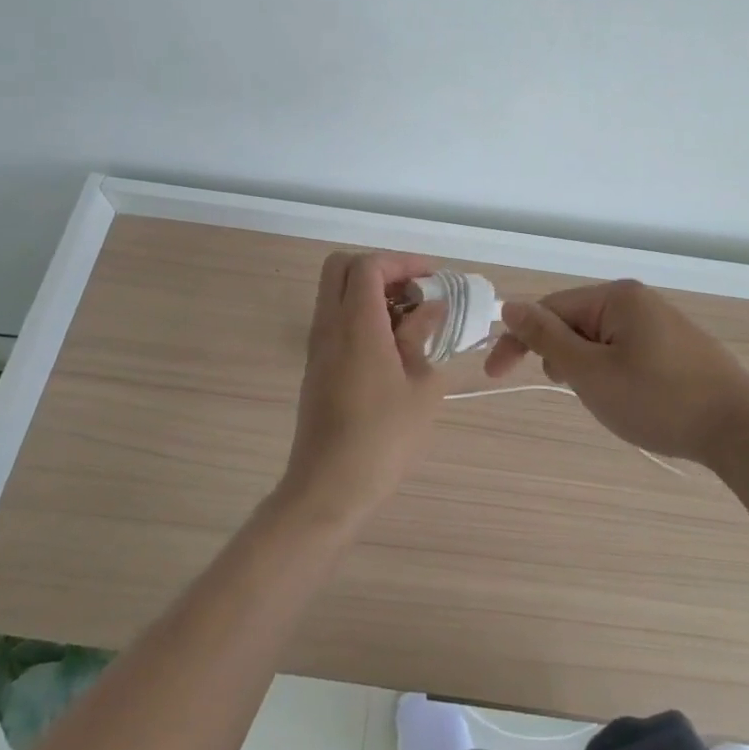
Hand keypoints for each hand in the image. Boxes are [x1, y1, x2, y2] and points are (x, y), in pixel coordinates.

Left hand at [280, 251, 447, 523]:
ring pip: (336, 294)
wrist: (330, 487)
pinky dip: (361, 316)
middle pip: (342, 268)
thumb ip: (423, 337)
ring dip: (370, 293)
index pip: (369, 265)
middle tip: (413, 292)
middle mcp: (330, 325)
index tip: (432, 278)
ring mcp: (318, 346)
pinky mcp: (316, 367)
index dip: (402, 262)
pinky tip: (392, 347)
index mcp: (357, 324)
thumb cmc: (384, 437)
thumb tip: (431, 309)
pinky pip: (335, 320)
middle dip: (380, 269)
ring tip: (410, 321)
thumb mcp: (422, 385)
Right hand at [485, 279, 748, 466]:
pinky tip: (624, 396)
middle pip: (576, 320)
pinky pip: (626, 350)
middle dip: (559, 354)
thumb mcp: (590, 372)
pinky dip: (611, 371)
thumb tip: (511, 306)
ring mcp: (662, 323)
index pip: (551, 308)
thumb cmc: (658, 398)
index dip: (518, 338)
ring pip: (601, 339)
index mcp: (617, 297)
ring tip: (596, 397)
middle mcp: (639, 300)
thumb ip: (547, 338)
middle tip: (565, 389)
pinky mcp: (678, 348)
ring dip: (585, 365)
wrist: (740, 430)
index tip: (494, 373)